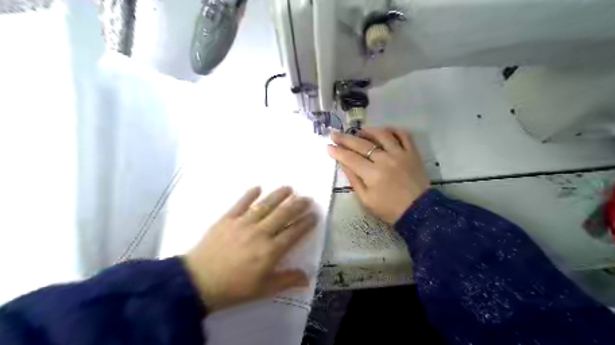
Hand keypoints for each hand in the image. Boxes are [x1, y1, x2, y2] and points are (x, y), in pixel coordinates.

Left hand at [181, 186, 316, 312]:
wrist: (197, 283)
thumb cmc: (233, 289)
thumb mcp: (263, 290)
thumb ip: (286, 280)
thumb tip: (307, 277)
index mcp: (270, 251)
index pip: (293, 232)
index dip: (305, 223)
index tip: (314, 215)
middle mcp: (260, 233)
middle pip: (282, 215)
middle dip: (297, 205)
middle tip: (307, 198)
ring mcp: (243, 224)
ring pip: (265, 205)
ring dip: (278, 195)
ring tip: (289, 188)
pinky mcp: (227, 219)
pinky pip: (240, 204)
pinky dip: (249, 195)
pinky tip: (257, 187)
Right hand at [329, 128, 427, 225]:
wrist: (418, 211)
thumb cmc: (389, 209)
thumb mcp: (366, 199)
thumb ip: (354, 180)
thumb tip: (343, 163)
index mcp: (372, 174)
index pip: (350, 158)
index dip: (337, 152)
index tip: (328, 146)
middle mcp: (385, 159)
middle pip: (362, 144)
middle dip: (345, 138)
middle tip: (334, 133)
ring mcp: (400, 154)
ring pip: (382, 135)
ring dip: (368, 131)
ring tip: (360, 131)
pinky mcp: (412, 153)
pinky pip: (404, 135)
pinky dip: (394, 130)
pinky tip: (385, 131)